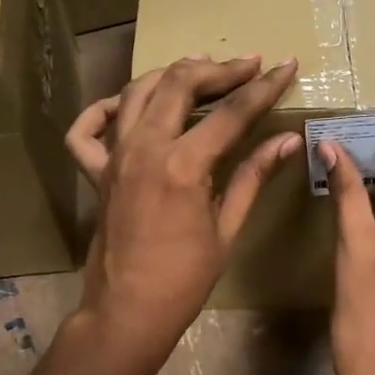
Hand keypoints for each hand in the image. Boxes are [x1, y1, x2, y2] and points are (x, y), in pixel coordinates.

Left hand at [65, 55, 298, 365]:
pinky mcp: (95, 172)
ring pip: (136, 92)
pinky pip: (87, 129)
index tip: (286, 66)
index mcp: (183, 166)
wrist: (128, 311)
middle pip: (180, 83)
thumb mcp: (227, 228)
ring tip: (200, 68)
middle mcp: (144, 149)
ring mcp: (114, 157)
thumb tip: (287, 141)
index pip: (232, 113)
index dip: (264, 87)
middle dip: (219, 69)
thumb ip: (253, 176)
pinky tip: (125, 105)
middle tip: (248, 64)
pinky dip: (103, 109)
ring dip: (170, 74)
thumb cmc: (185, 279)